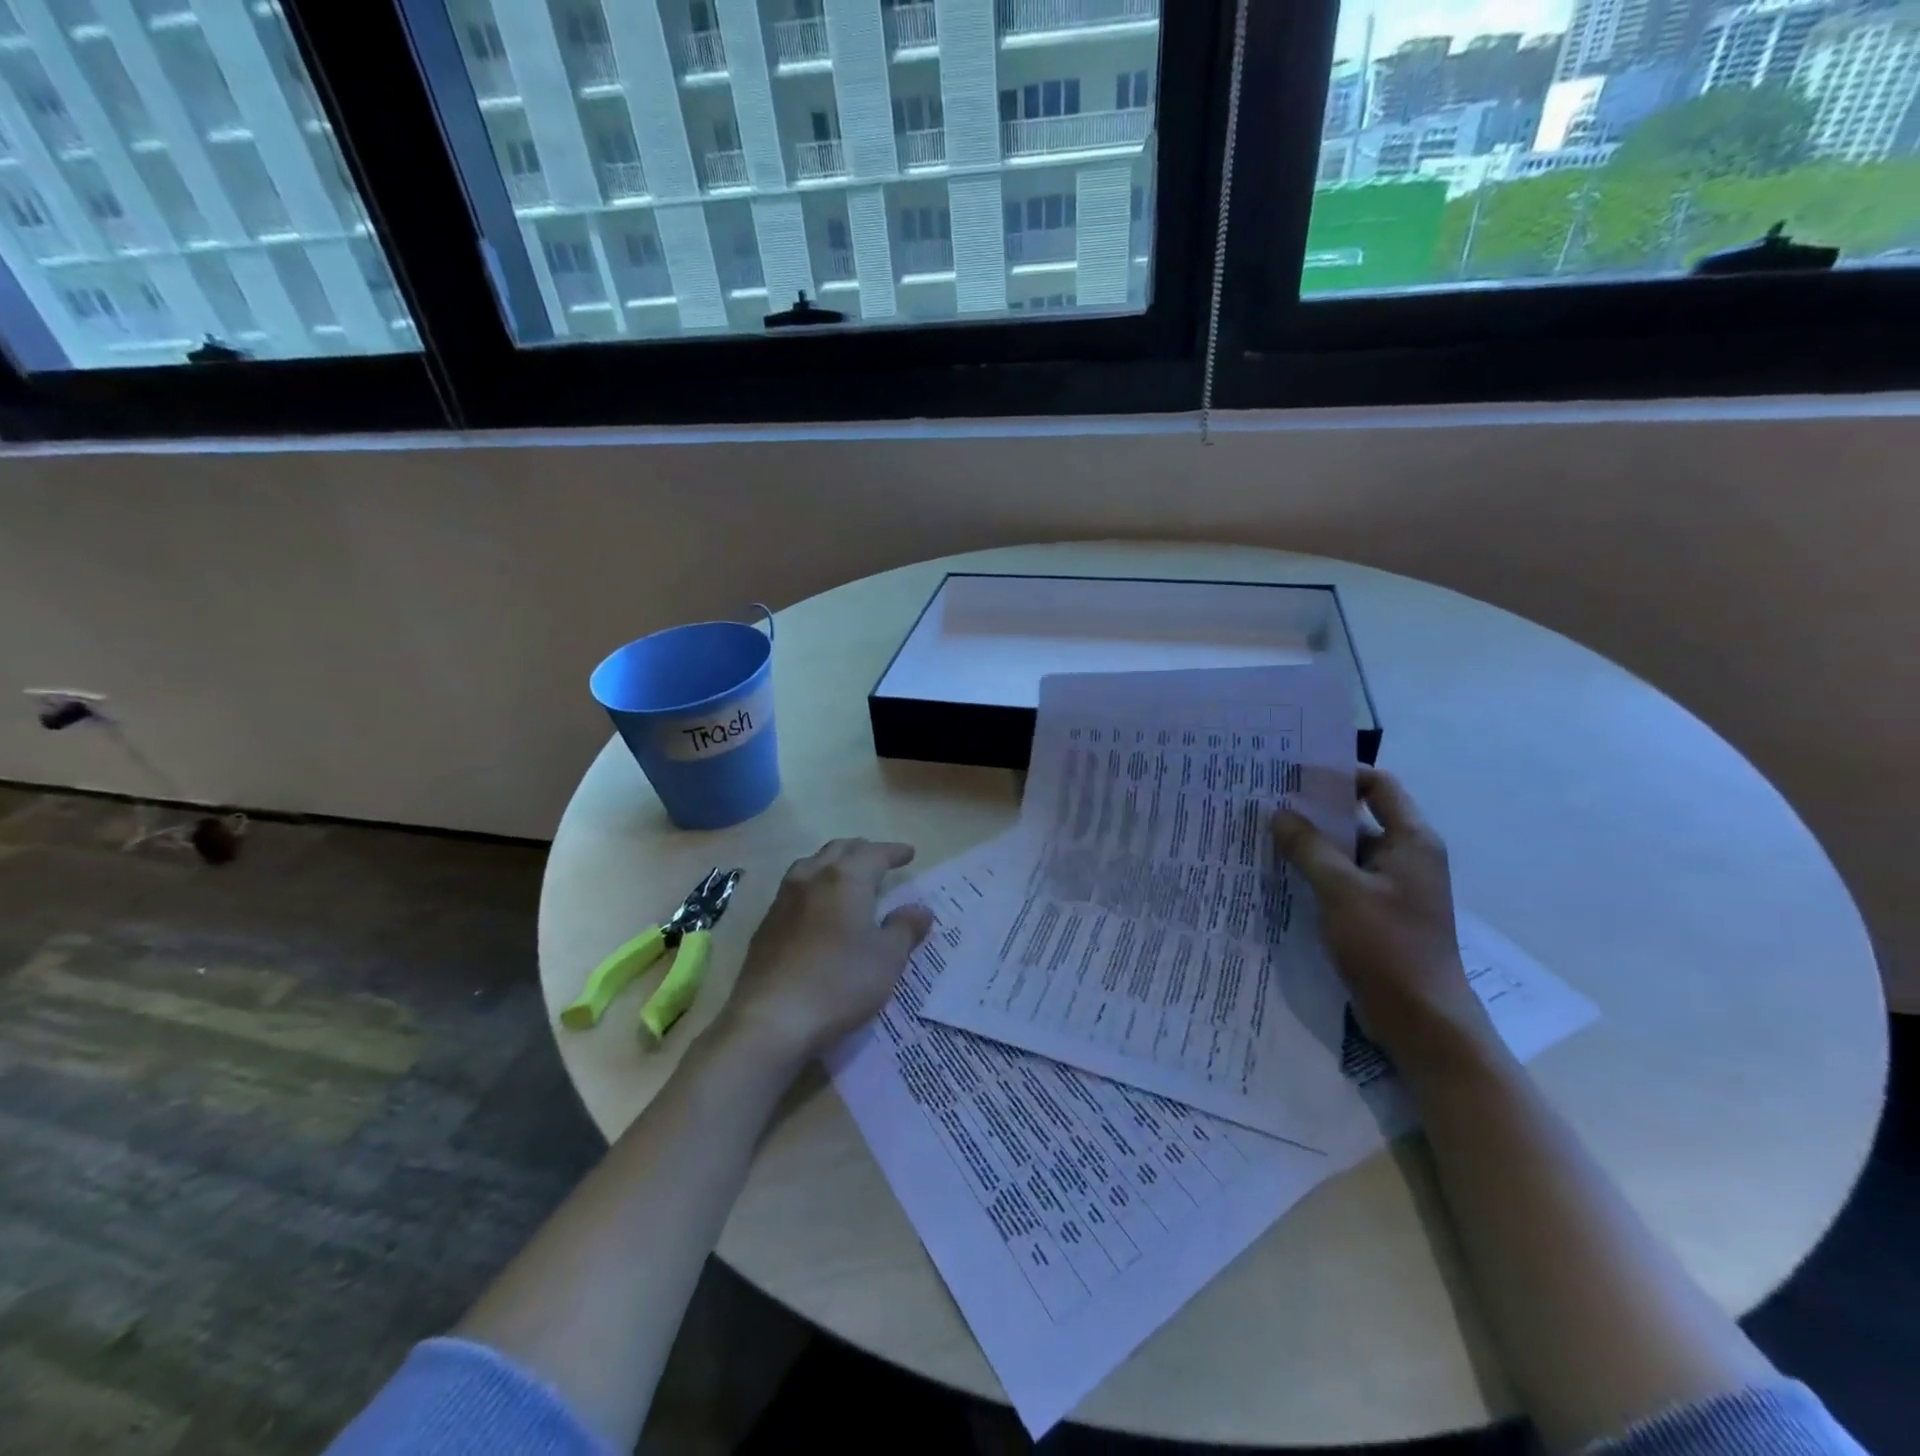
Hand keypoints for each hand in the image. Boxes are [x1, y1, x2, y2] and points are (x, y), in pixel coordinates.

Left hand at [719, 838, 933, 1060]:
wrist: (772, 1018)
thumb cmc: (840, 983)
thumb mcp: (887, 958)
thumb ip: (904, 928)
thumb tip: (919, 910)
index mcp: (845, 879)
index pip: (874, 853)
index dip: (893, 852)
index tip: (909, 854)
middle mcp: (812, 878)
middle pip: (839, 850)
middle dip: (863, 850)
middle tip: (880, 860)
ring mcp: (784, 899)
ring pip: (812, 864)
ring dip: (834, 862)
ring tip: (847, 876)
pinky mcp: (767, 923)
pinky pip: (795, 887)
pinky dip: (814, 884)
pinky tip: (818, 906)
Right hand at [1273, 767, 1490, 1059]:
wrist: (1421, 1019)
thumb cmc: (1387, 945)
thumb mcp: (1341, 890)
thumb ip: (1308, 847)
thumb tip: (1278, 811)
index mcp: (1411, 841)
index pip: (1378, 786)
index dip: (1340, 774)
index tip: (1294, 773)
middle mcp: (1405, 856)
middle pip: (1358, 817)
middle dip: (1314, 809)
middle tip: (1266, 801)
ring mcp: (1391, 886)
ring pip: (1345, 851)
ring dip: (1310, 843)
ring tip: (1263, 835)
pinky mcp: (1376, 912)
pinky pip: (1342, 879)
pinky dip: (1314, 872)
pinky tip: (1279, 873)